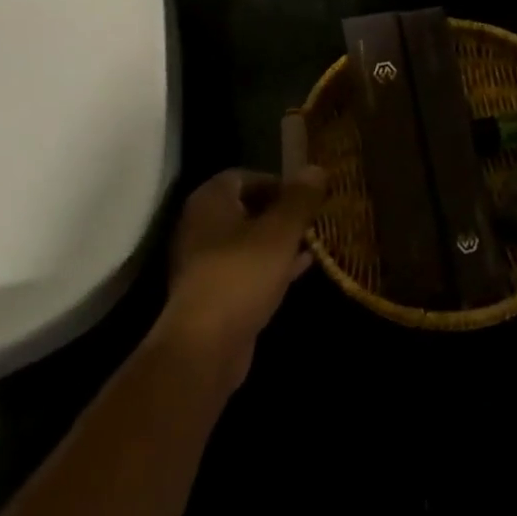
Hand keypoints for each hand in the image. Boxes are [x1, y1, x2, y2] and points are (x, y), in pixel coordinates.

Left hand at [158, 165, 326, 390]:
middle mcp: (201, 226)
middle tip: (312, 217)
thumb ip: (300, 198)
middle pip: (246, 208)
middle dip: (281, 211)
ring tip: (313, 240)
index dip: (276, 181)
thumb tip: (316, 168)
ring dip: (279, 239)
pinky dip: (272, 264)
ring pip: (248, 240)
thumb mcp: (281, 231)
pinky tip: (302, 268)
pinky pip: (246, 268)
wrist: (205, 347)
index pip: (243, 176)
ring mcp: (204, 262)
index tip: (304, 195)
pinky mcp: (213, 293)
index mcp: (210, 202)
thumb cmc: (242, 274)